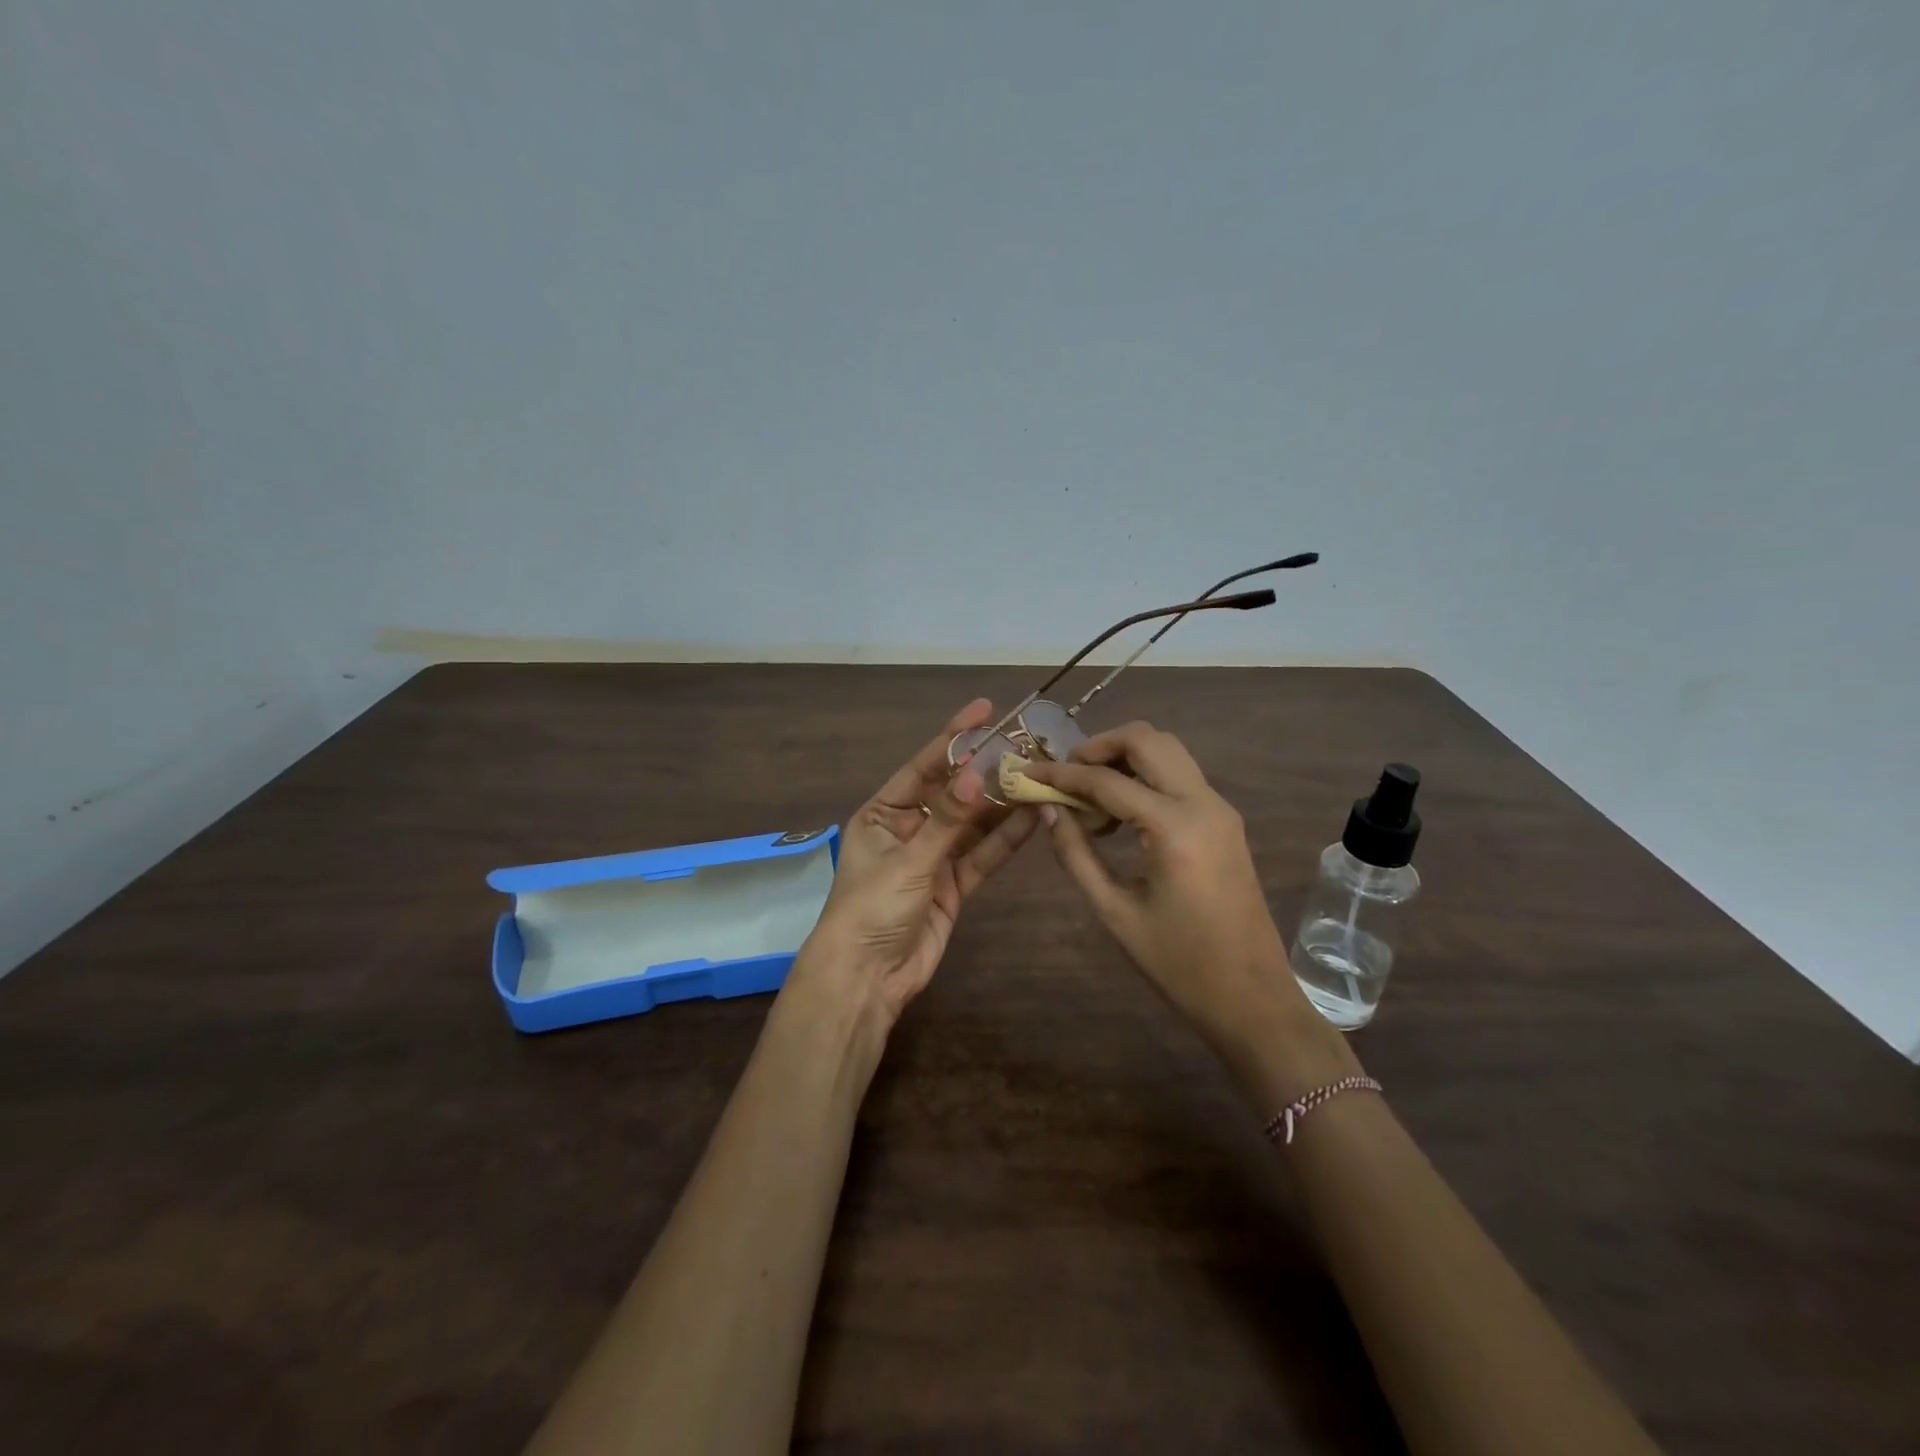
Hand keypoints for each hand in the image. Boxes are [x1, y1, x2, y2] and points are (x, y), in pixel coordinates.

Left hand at [794, 699, 1037, 1034]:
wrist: (866, 979)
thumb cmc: (871, 908)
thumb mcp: (908, 859)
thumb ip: (947, 820)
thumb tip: (977, 772)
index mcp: (883, 813)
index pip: (923, 767)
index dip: (954, 738)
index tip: (985, 710)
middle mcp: (909, 829)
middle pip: (954, 793)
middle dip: (986, 772)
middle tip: (1026, 746)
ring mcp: (934, 857)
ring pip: (973, 823)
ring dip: (1002, 804)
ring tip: (1039, 776)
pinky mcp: (954, 885)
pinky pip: (982, 855)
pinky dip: (1005, 838)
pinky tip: (1033, 816)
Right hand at [1023, 722, 1354, 1100]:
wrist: (1252, 998)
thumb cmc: (1179, 964)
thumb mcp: (1115, 912)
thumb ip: (1076, 854)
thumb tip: (1048, 810)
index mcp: (1174, 828)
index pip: (1107, 781)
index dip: (1062, 774)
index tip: (1029, 771)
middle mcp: (1203, 803)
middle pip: (1147, 740)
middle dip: (1099, 746)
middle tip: (1066, 774)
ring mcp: (1219, 809)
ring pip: (1167, 751)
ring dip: (1124, 757)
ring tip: (1089, 794)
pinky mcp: (1225, 821)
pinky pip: (1179, 776)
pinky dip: (1145, 777)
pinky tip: (1119, 813)